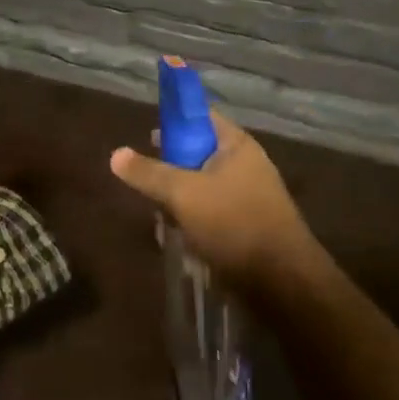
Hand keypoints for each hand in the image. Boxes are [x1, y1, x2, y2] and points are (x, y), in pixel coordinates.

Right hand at [109, 110, 330, 300]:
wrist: (283, 282)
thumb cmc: (233, 223)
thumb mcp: (182, 193)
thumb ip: (148, 173)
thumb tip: (115, 154)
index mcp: (236, 146)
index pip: (201, 117)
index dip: (174, 120)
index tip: (148, 136)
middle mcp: (245, 166)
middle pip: (197, 154)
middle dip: (170, 168)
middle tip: (147, 182)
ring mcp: (248, 197)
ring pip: (200, 187)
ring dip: (178, 201)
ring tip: (161, 218)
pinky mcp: (246, 226)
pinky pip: (211, 213)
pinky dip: (193, 222)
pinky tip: (179, 238)